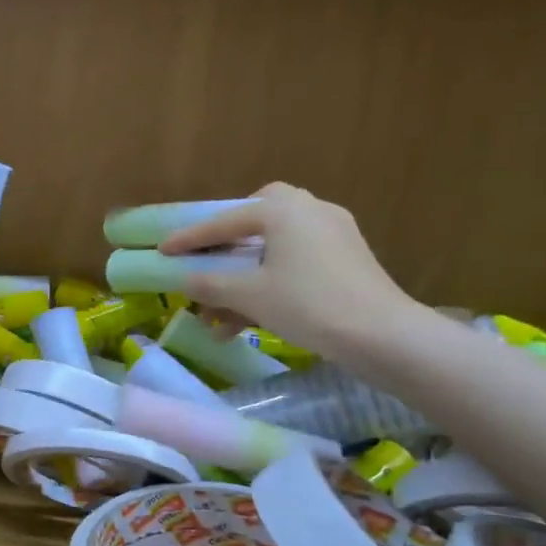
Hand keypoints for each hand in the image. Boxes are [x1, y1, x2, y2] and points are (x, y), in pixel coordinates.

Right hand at [158, 182, 420, 357]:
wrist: (383, 336)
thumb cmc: (308, 305)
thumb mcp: (250, 295)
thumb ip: (211, 284)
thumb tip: (185, 280)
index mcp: (284, 209)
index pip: (225, 221)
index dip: (190, 239)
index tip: (162, 250)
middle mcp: (310, 210)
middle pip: (258, 217)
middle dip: (230, 239)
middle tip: (211, 258)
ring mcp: (334, 234)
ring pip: (276, 248)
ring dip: (245, 277)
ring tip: (220, 315)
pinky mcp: (347, 260)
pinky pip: (297, 263)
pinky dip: (272, 283)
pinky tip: (253, 319)